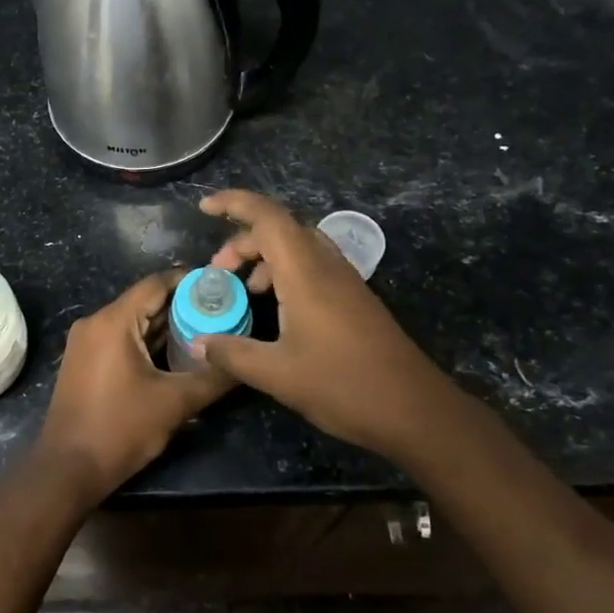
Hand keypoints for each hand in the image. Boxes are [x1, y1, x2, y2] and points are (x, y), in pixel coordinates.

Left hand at [35, 269, 232, 501]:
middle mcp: (95, 322)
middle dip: (183, 306)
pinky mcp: (85, 361)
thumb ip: (213, 377)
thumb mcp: (175, 403)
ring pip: (134, 322)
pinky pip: (121, 339)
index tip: (222, 286)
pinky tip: (177, 353)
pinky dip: (148, 341)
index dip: (190, 281)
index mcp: (113, 321)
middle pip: (145, 301)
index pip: (156, 283)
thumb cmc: (120, 429)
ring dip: (167, 326)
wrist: (68, 469)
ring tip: (207, 330)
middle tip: (222, 311)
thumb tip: (246, 363)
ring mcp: (86, 342)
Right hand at [196, 190, 480, 459]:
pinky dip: (285, 274)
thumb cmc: (343, 385)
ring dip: (265, 258)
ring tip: (244, 291)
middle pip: (279, 228)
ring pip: (298, 247)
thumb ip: (233, 353)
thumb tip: (198, 342)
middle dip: (242, 241)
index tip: (204, 208)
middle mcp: (326, 265)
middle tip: (218, 272)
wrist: (415, 409)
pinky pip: (312, 266)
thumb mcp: (277, 374)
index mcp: (305, 272)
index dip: (233, 203)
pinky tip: (276, 310)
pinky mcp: (354, 299)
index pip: (266, 216)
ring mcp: (345, 280)